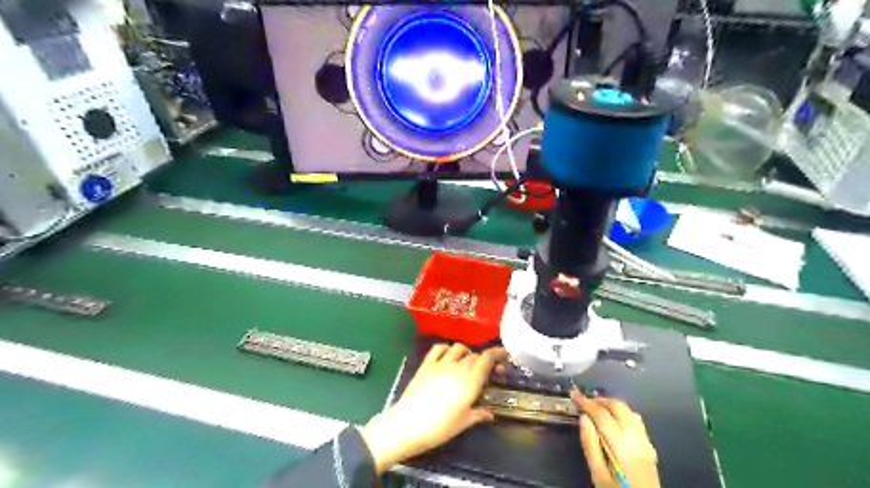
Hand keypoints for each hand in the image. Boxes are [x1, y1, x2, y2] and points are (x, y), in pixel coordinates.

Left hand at [362, 344, 510, 472]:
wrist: (408, 424)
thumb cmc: (439, 428)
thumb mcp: (463, 423)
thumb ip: (478, 414)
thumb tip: (489, 413)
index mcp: (471, 381)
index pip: (487, 358)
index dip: (497, 353)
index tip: (504, 355)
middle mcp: (458, 368)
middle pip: (475, 355)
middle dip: (483, 360)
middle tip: (485, 371)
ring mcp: (441, 364)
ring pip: (459, 348)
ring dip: (466, 353)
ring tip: (466, 363)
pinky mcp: (426, 364)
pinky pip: (439, 348)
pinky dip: (447, 349)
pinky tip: (448, 356)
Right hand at [572, 392, 659, 486]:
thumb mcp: (598, 474)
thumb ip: (590, 445)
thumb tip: (583, 418)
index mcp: (621, 445)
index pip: (602, 415)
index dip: (586, 402)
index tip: (573, 394)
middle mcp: (636, 438)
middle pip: (618, 407)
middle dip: (600, 400)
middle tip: (584, 400)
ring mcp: (645, 441)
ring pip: (629, 411)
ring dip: (612, 404)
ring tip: (596, 407)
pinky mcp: (650, 446)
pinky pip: (637, 421)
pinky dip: (623, 413)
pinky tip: (615, 418)